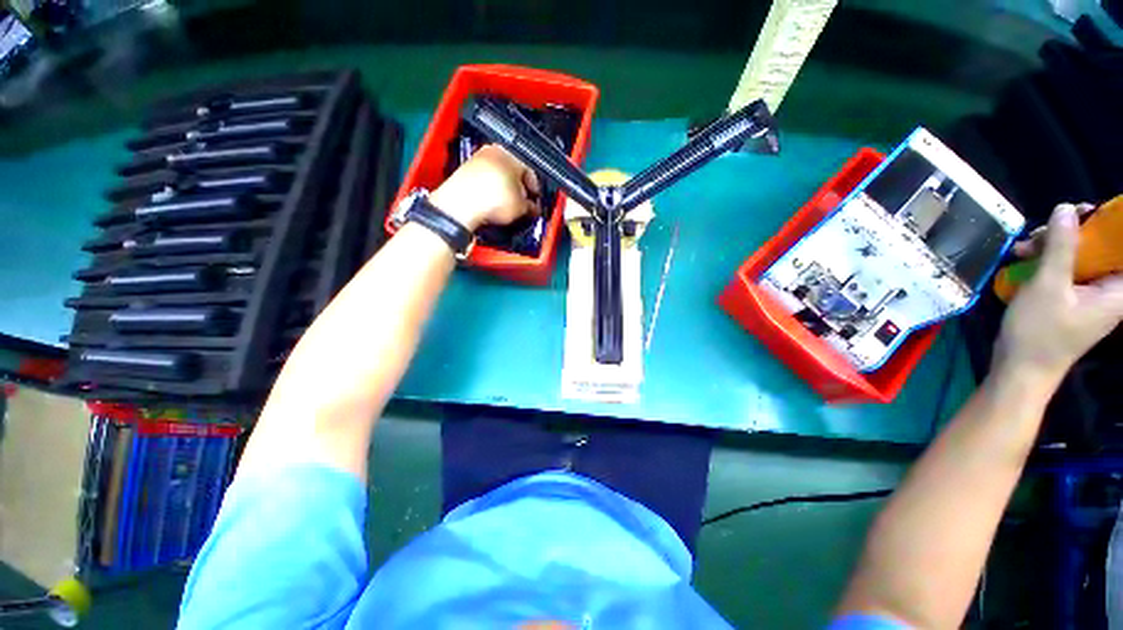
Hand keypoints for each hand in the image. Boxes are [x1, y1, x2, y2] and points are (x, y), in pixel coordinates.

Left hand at [429, 145, 540, 230]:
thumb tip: (532, 208)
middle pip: (513, 170)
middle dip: (519, 187)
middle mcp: (495, 150)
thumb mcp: (521, 207)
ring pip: (498, 173)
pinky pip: (484, 178)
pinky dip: (490, 188)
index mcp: (512, 154)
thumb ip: (531, 206)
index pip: (531, 171)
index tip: (535, 201)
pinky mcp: (465, 169)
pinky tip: (492, 201)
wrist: (462, 204)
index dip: (535, 189)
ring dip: (504, 187)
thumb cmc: (494, 200)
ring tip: (507, 204)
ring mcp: (478, 158)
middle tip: (522, 203)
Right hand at [993, 203, 1122, 387]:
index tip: (1082, 212)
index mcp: (1118, 289)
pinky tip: (1024, 258)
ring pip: (1080, 255)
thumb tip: (1066, 208)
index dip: (1107, 224)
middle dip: (1071, 234)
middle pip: (1100, 247)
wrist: (1020, 369)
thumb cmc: (1040, 332)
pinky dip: (1047, 260)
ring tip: (1024, 248)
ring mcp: (1091, 295)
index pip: (1122, 246)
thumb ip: (1062, 246)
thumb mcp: (1048, 286)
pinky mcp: (1073, 299)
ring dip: (1053, 246)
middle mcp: (1110, 289)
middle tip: (1043, 232)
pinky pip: (1067, 269)